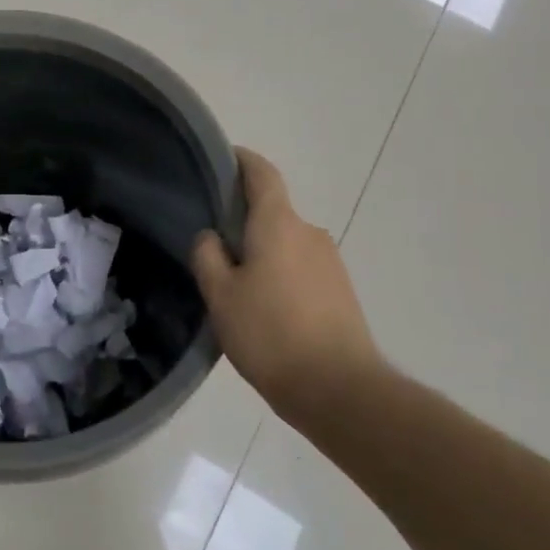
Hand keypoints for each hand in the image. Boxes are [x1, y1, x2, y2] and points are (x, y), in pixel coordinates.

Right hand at [191, 148, 384, 427]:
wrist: (340, 390)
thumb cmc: (271, 334)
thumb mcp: (221, 295)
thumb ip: (208, 256)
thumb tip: (211, 236)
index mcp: (279, 224)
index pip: (262, 173)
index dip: (242, 161)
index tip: (222, 160)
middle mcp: (309, 233)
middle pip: (272, 212)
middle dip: (244, 222)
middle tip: (213, 246)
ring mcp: (331, 263)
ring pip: (286, 244)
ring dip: (263, 254)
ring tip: (236, 287)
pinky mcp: (341, 292)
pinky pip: (302, 269)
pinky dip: (281, 276)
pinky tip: (265, 310)